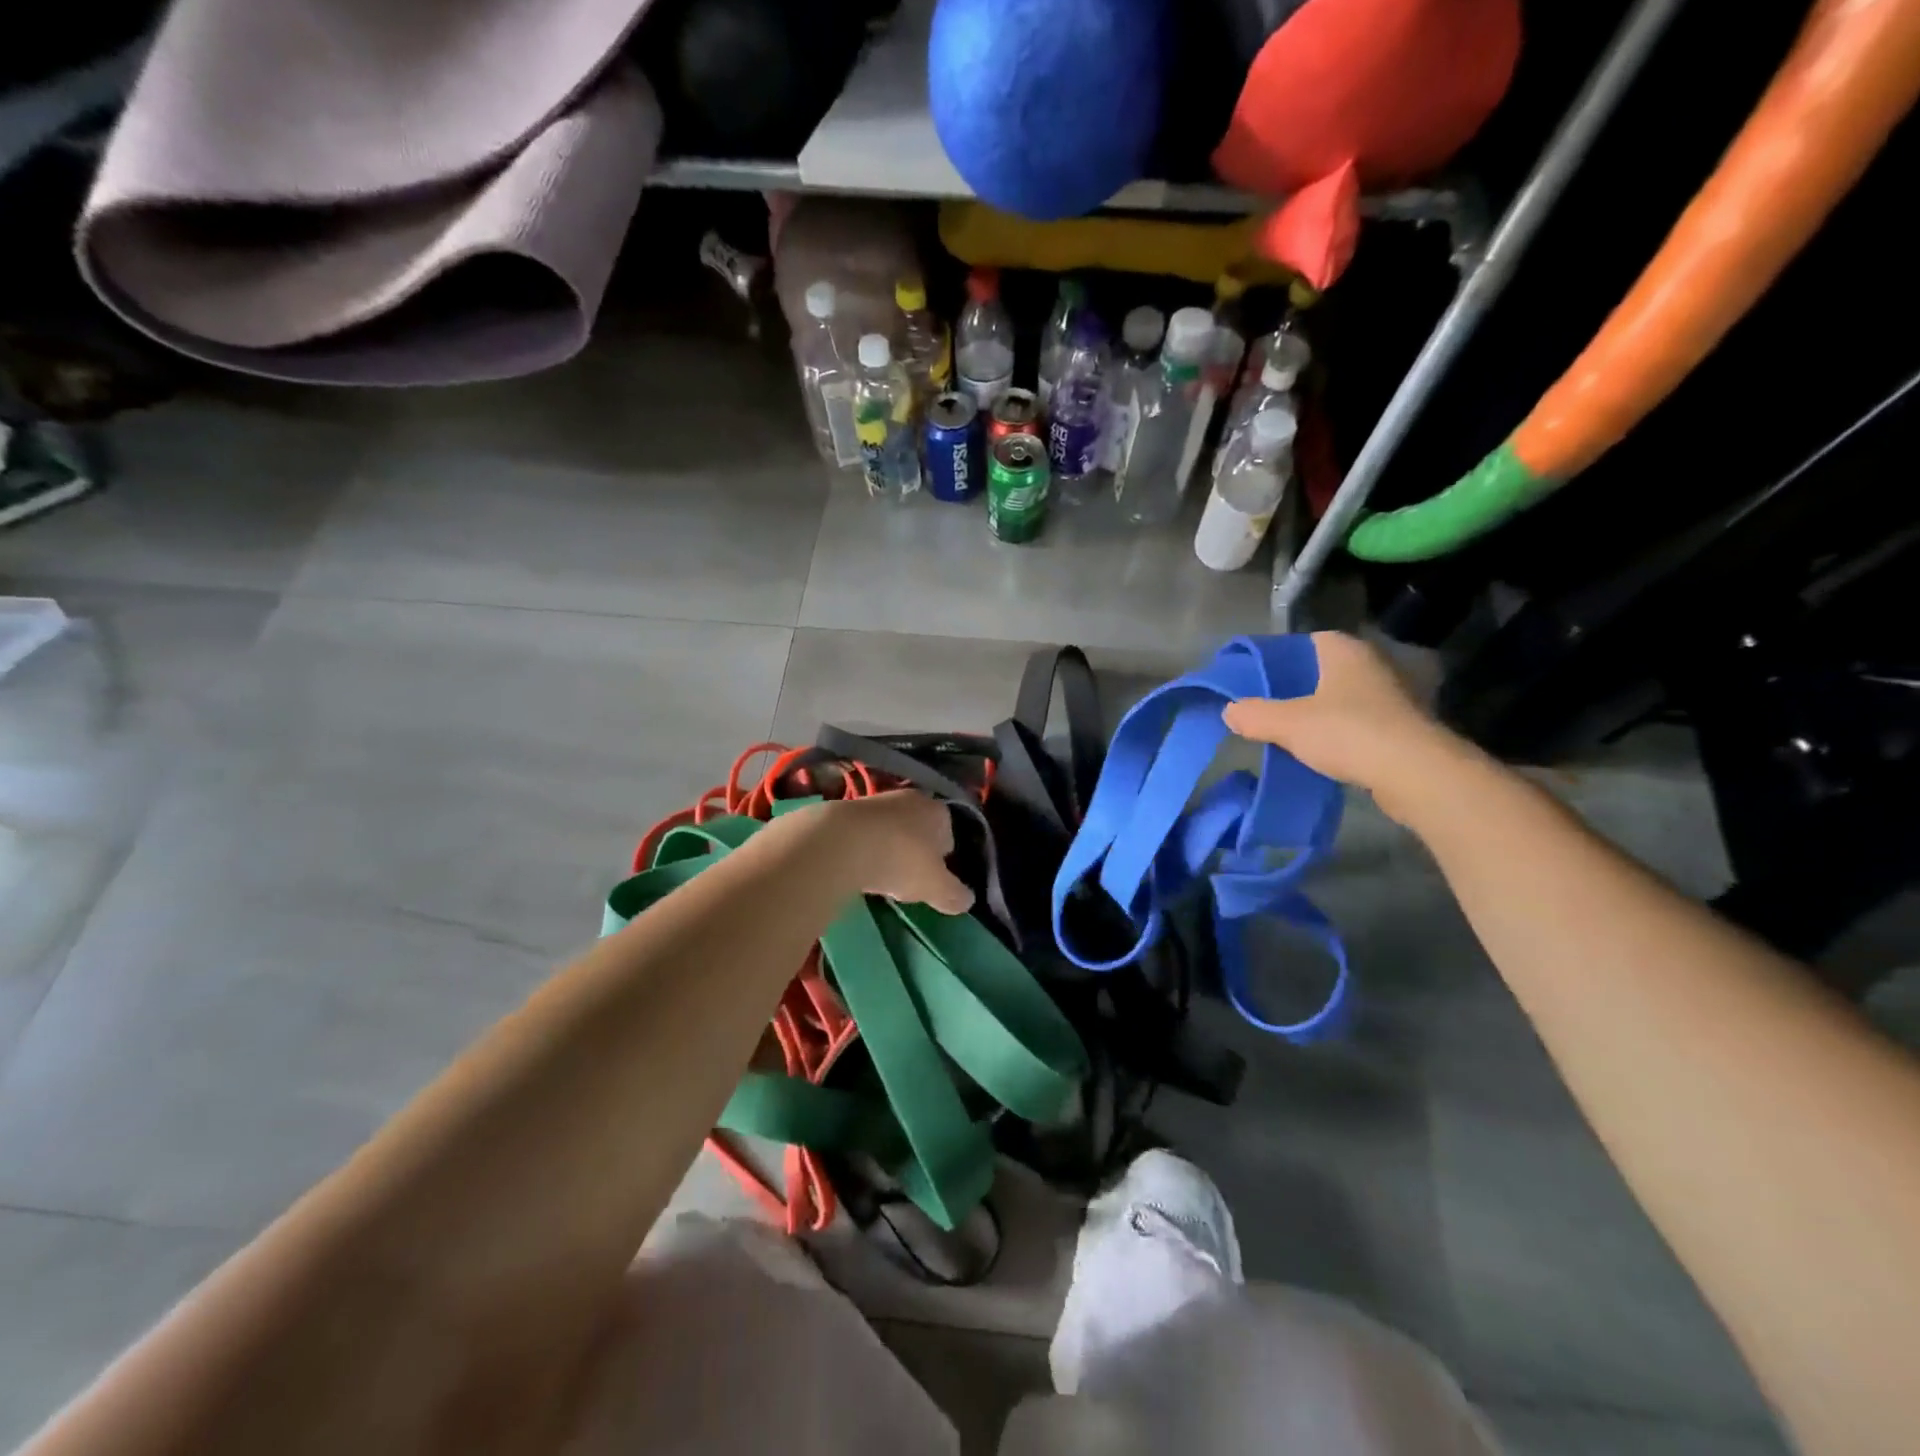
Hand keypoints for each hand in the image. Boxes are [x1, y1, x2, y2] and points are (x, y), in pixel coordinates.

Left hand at [826, 790, 974, 915]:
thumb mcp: (936, 887)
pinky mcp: (849, 808)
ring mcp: (879, 800)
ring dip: (888, 849)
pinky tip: (858, 866)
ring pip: (892, 829)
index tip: (933, 880)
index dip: (943, 860)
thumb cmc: (901, 860)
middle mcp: (912, 798)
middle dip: (915, 852)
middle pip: (920, 830)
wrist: (843, 842)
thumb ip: (955, 895)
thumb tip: (967, 901)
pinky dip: (865, 847)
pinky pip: (865, 832)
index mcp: (940, 812)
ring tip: (880, 875)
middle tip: (907, 879)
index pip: (950, 836)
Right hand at [1222, 631, 1464, 815]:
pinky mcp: (1401, 727)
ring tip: (1287, 732)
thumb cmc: (1348, 732)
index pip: (1305, 642)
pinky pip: (1358, 723)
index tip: (1256, 680)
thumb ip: (1254, 715)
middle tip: (1265, 707)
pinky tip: (1319, 752)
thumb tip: (1230, 711)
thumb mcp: (1288, 724)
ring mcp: (1391, 695)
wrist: (1415, 773)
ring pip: (1341, 698)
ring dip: (1318, 713)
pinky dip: (1339, 734)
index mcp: (1344, 650)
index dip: (1279, 659)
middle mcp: (1371, 664)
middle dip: (1296, 688)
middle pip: (1322, 671)